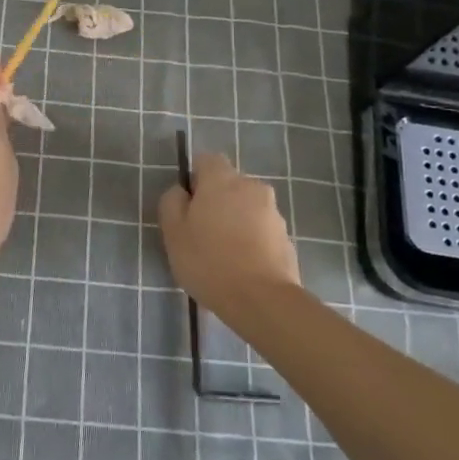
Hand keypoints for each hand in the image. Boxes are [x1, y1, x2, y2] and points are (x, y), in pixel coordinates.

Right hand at [158, 152, 300, 322]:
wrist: (262, 300)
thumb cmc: (209, 261)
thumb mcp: (173, 232)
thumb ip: (172, 202)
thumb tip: (182, 192)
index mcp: (222, 179)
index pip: (206, 160)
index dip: (195, 179)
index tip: (188, 206)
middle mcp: (251, 186)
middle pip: (228, 184)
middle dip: (216, 201)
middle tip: (202, 234)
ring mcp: (273, 212)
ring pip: (246, 208)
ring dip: (235, 221)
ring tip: (223, 256)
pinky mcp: (286, 237)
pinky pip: (261, 230)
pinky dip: (251, 240)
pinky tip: (242, 267)